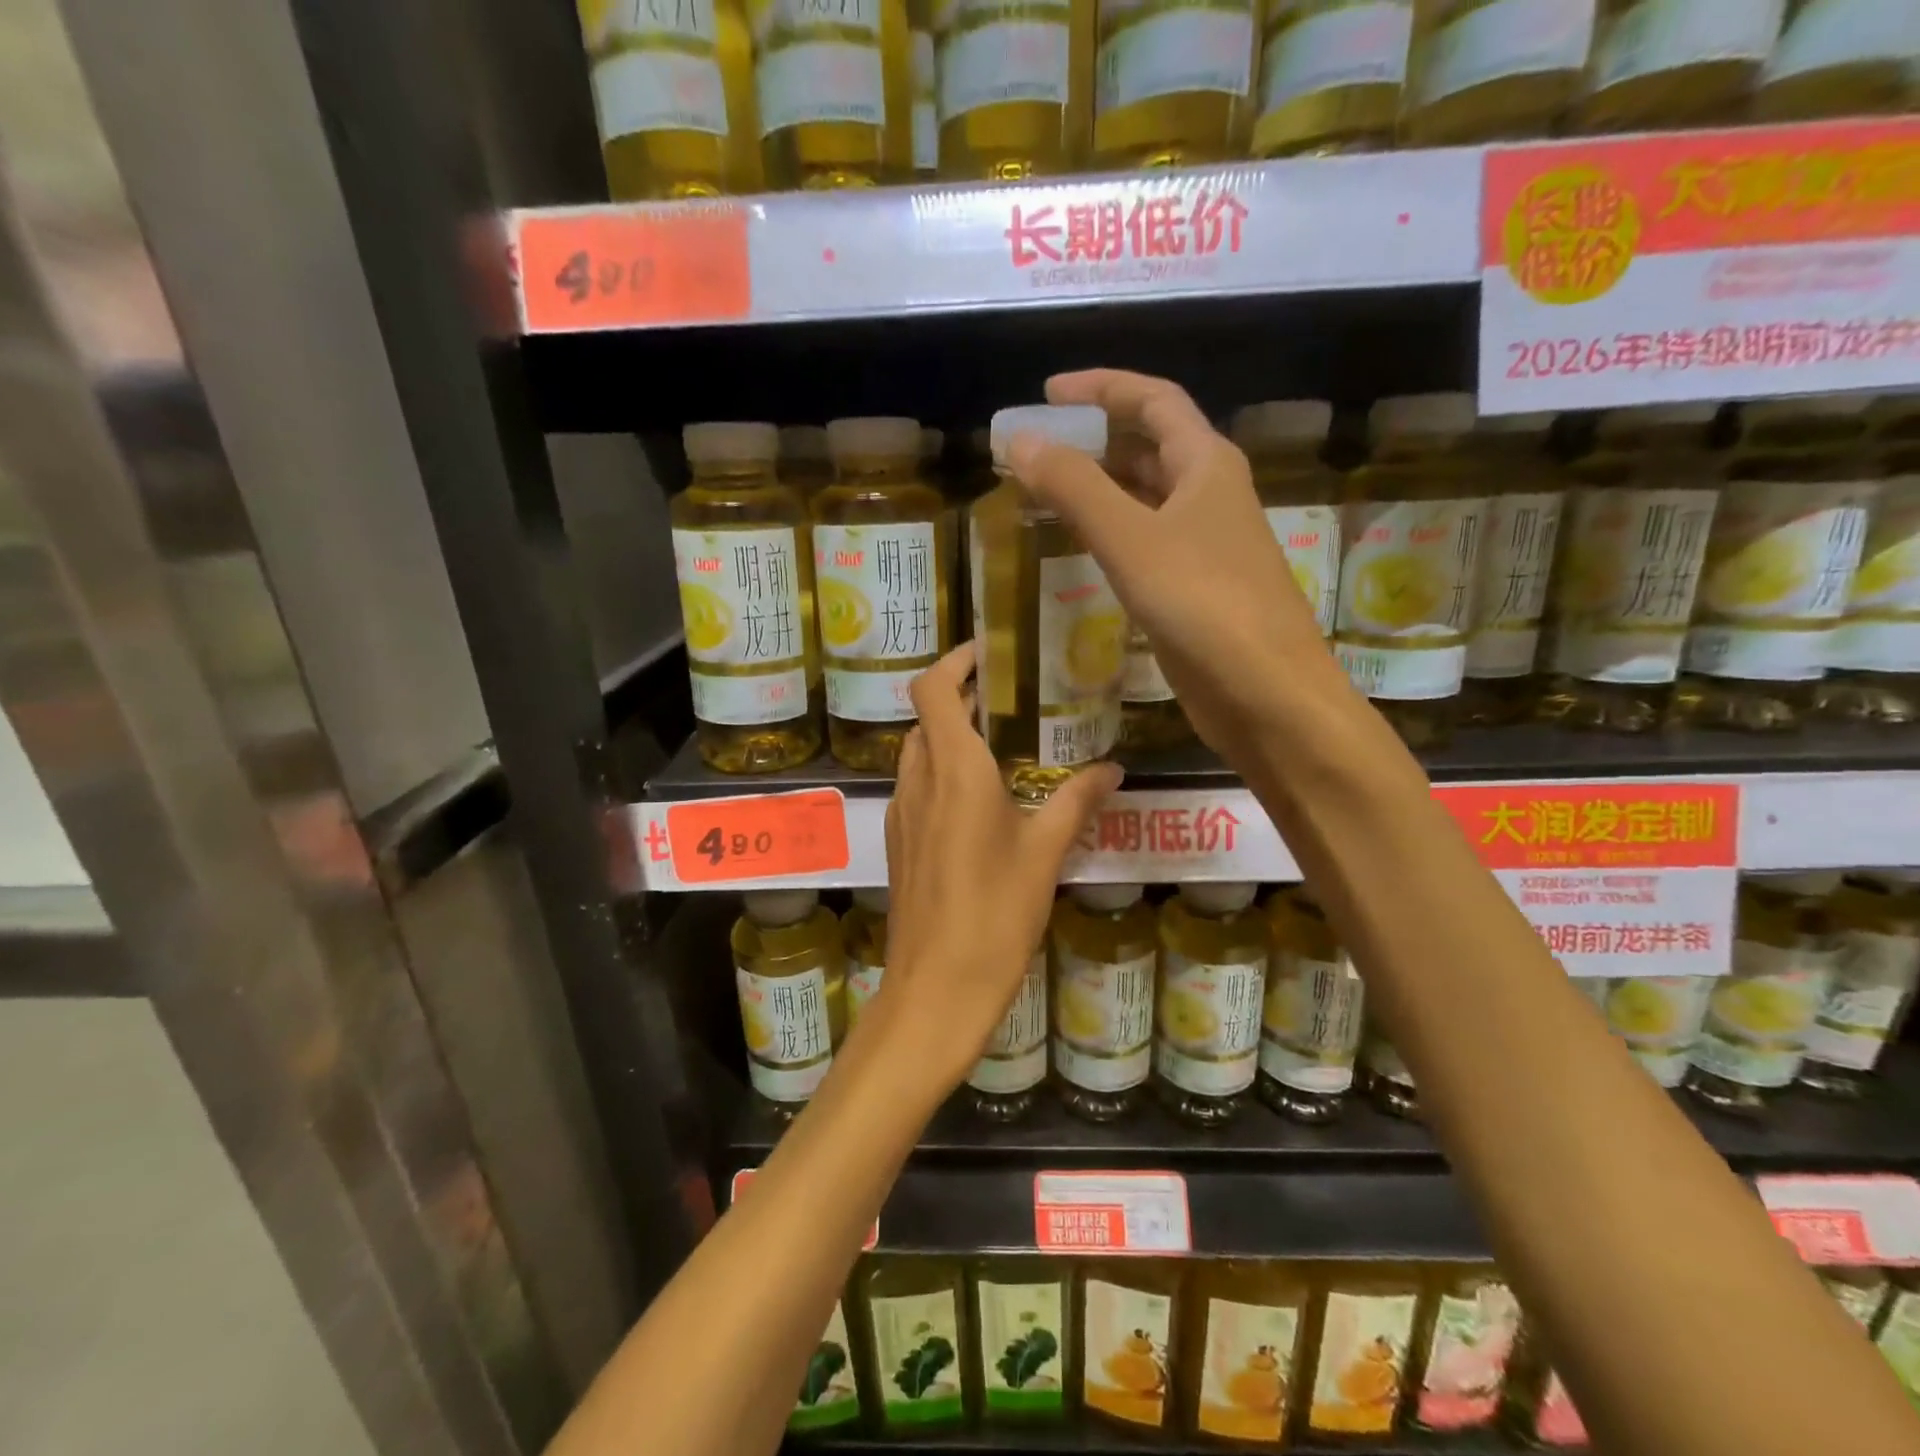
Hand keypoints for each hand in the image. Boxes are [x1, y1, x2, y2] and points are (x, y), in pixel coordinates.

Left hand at [876, 642, 1122, 1088]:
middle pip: (925, 719)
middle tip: (1007, 700)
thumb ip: (1077, 801)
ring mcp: (903, 814)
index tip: (987, 654)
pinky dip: (941, 774)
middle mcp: (919, 781)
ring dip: (948, 738)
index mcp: (954, 770)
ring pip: (917, 754)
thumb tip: (1112, 768)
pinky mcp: (900, 844)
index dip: (953, 662)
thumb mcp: (1046, 853)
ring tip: (999, 746)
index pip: (932, 690)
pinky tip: (979, 802)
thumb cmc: (995, 914)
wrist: (936, 989)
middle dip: (958, 700)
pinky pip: (916, 789)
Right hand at [1007, 369, 1343, 764]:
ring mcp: (1206, 545)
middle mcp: (1210, 495)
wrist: (1266, 693)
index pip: (1153, 399)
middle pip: (1150, 445)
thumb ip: (1074, 488)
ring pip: (1146, 498)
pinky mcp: (1196, 589)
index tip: (1047, 393)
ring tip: (1045, 492)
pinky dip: (1111, 534)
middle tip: (1037, 448)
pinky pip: (1146, 543)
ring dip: (1099, 488)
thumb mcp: (1131, 540)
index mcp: (1206, 463)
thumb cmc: (1203, 605)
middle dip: (1094, 438)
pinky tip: (1080, 550)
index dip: (1101, 387)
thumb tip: (1020, 441)